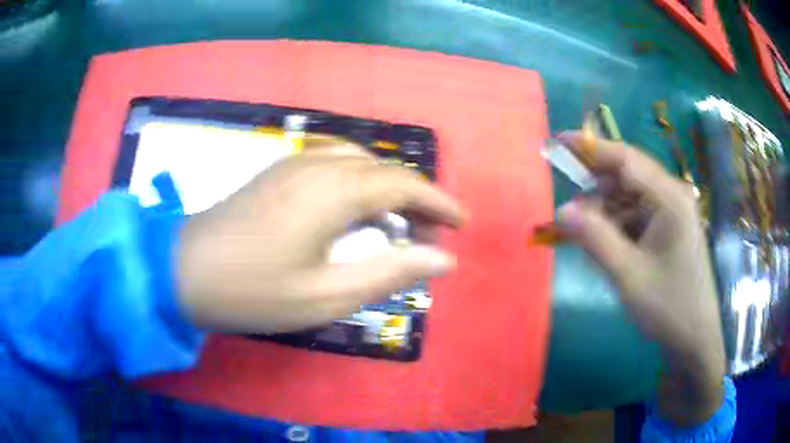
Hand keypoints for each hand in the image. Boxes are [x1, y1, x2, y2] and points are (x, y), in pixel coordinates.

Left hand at [176, 141, 463, 333]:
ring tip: (397, 222)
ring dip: (386, 187)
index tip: (462, 223)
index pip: (404, 184)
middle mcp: (318, 164)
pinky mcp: (277, 172)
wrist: (183, 271)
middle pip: (383, 169)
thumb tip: (443, 259)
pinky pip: (333, 162)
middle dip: (415, 198)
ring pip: (358, 162)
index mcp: (333, 191)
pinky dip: (358, 181)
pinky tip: (353, 207)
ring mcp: (293, 163)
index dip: (439, 202)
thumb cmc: (253, 290)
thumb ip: (390, 272)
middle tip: (429, 235)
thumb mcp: (327, 295)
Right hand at [555, 132, 725, 425]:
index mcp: (670, 198)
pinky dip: (617, 227)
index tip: (557, 142)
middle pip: (627, 178)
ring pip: (629, 200)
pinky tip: (605, 247)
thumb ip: (595, 239)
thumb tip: (561, 210)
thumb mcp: (628, 275)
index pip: (625, 159)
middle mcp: (672, 197)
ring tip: (585, 238)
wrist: (694, 340)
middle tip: (568, 214)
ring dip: (605, 213)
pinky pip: (636, 218)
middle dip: (595, 191)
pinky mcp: (669, 230)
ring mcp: (672, 214)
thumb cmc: (669, 308)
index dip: (590, 148)